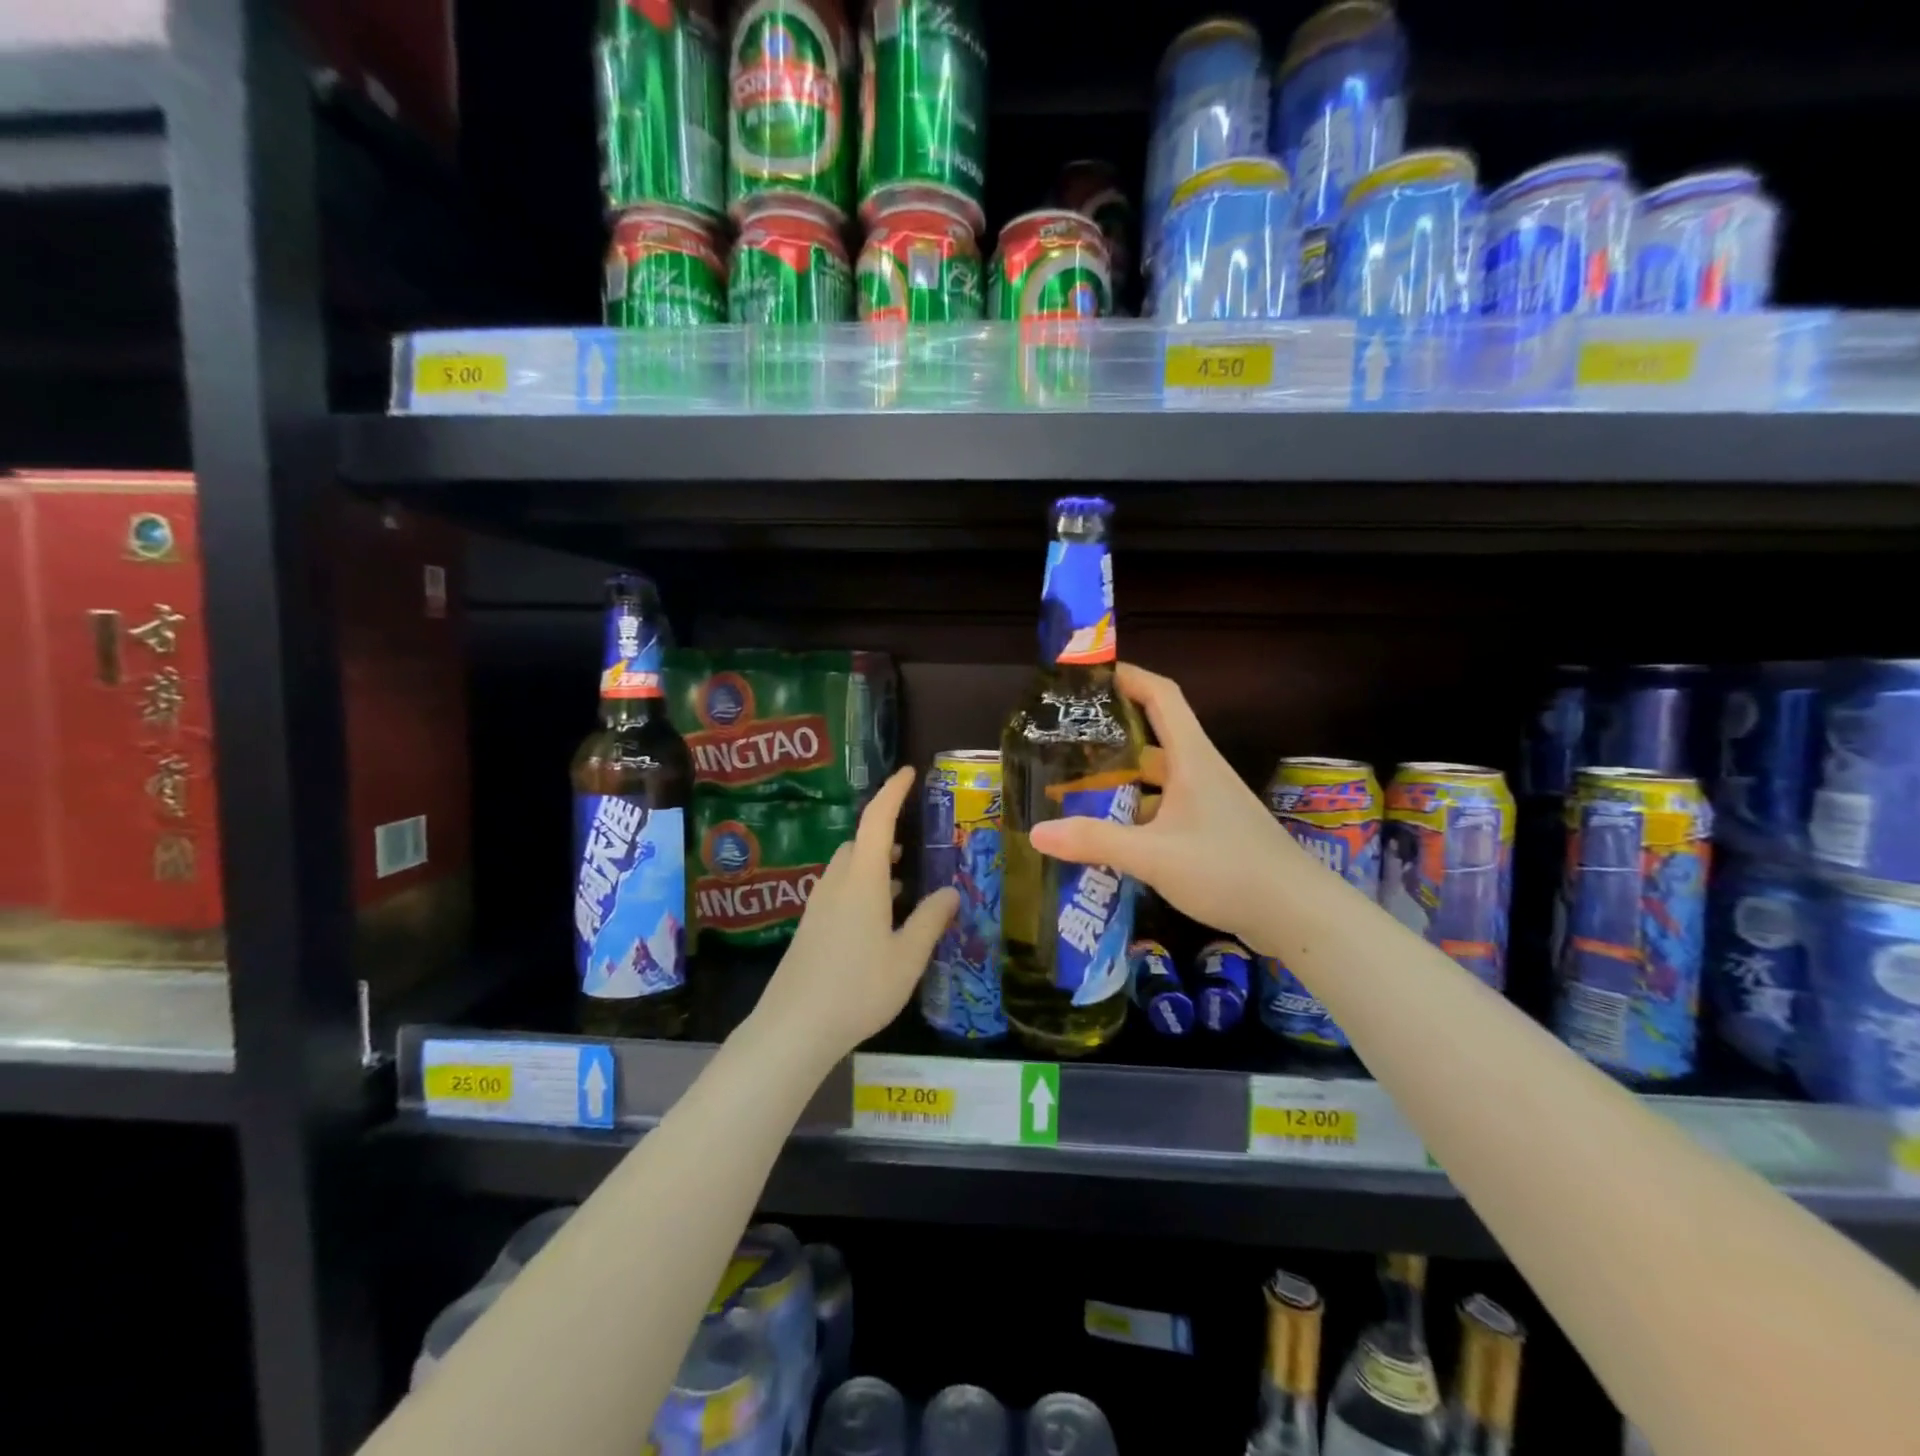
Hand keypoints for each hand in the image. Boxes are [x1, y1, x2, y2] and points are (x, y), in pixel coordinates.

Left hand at [753, 766, 958, 1064]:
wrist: (794, 1028)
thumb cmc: (858, 989)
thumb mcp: (907, 957)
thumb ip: (930, 921)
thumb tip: (951, 892)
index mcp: (863, 880)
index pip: (878, 820)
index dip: (893, 792)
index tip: (908, 772)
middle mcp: (837, 883)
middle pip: (860, 842)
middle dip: (886, 832)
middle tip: (915, 841)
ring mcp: (819, 904)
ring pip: (848, 867)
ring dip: (875, 862)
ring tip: (905, 879)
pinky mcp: (811, 926)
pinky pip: (840, 889)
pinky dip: (863, 885)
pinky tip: (879, 915)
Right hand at [1029, 663, 1296, 951]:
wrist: (1298, 914)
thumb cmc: (1228, 869)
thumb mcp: (1154, 856)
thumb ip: (1095, 841)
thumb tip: (1036, 832)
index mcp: (1191, 759)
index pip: (1161, 696)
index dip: (1129, 677)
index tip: (1089, 676)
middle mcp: (1199, 773)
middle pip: (1152, 739)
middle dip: (1109, 737)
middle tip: (1064, 742)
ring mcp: (1207, 804)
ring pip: (1155, 780)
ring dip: (1119, 782)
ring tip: (1073, 790)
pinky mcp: (1210, 832)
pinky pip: (1163, 810)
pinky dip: (1134, 816)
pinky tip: (1108, 836)